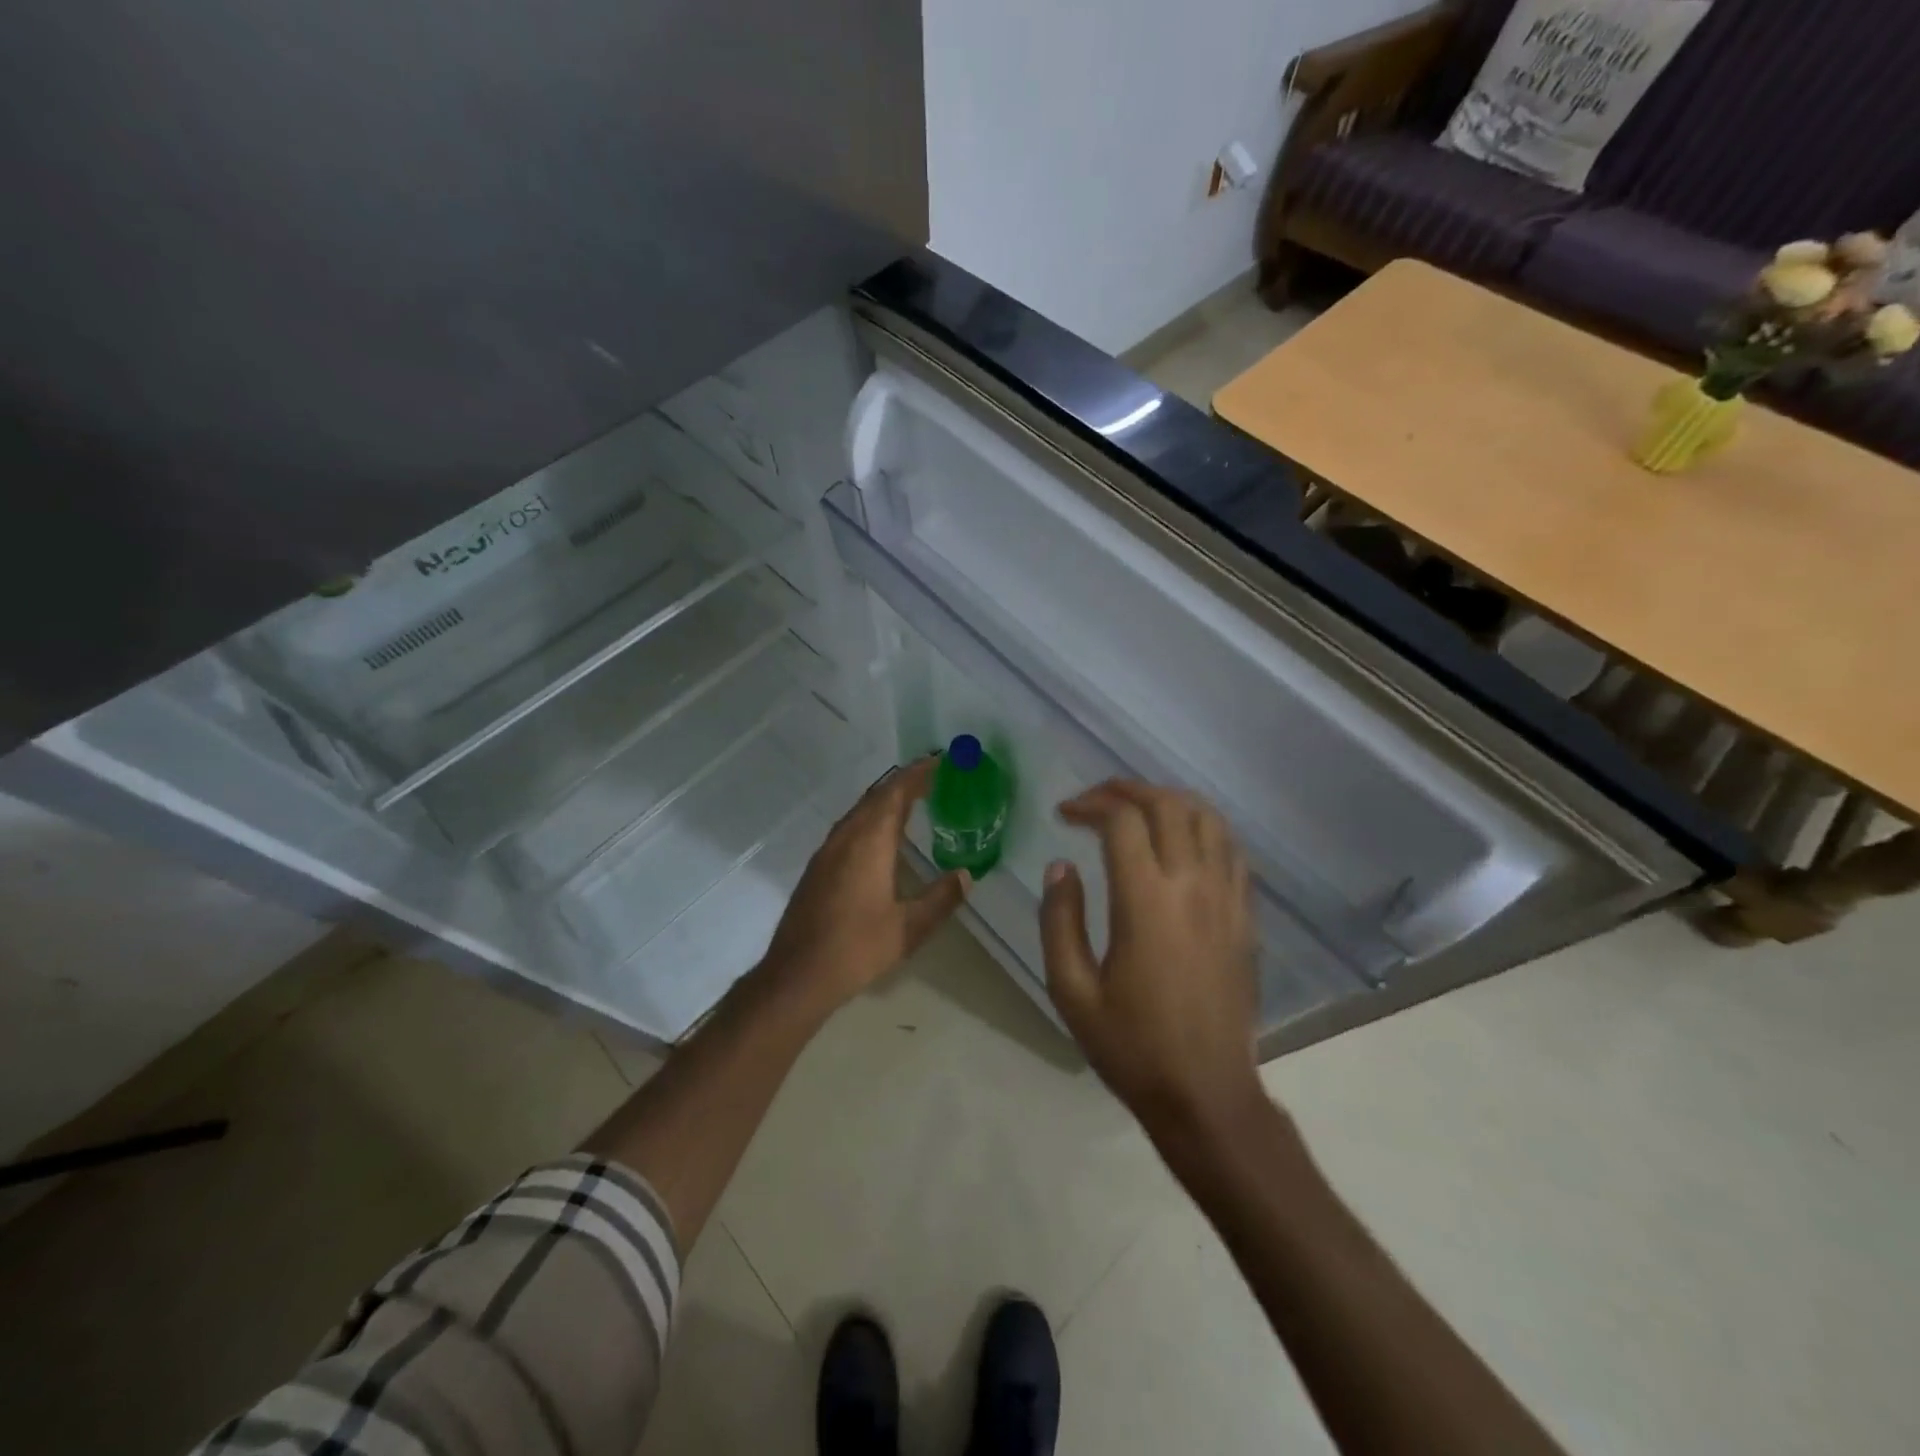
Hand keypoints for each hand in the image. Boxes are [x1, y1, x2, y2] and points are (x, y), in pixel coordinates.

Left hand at [761, 756, 968, 1015]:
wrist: (797, 975)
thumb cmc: (856, 948)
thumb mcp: (908, 928)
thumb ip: (940, 898)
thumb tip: (966, 875)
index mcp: (869, 843)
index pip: (895, 794)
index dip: (917, 774)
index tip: (939, 761)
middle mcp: (846, 838)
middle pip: (876, 797)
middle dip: (903, 782)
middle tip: (932, 776)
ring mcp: (827, 852)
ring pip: (859, 811)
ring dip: (885, 800)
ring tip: (912, 799)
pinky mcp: (818, 867)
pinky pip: (849, 827)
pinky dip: (871, 818)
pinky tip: (880, 836)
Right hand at [1040, 780, 1262, 1136]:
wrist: (1206, 1093)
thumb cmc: (1131, 1045)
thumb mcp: (1071, 990)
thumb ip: (1059, 921)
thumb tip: (1061, 866)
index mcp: (1145, 902)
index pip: (1123, 821)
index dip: (1090, 804)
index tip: (1064, 814)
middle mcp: (1192, 886)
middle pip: (1167, 805)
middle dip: (1127, 789)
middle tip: (1095, 801)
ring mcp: (1227, 898)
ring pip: (1207, 818)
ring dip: (1168, 800)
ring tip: (1136, 810)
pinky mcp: (1246, 916)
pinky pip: (1231, 850)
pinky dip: (1202, 827)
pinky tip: (1180, 842)